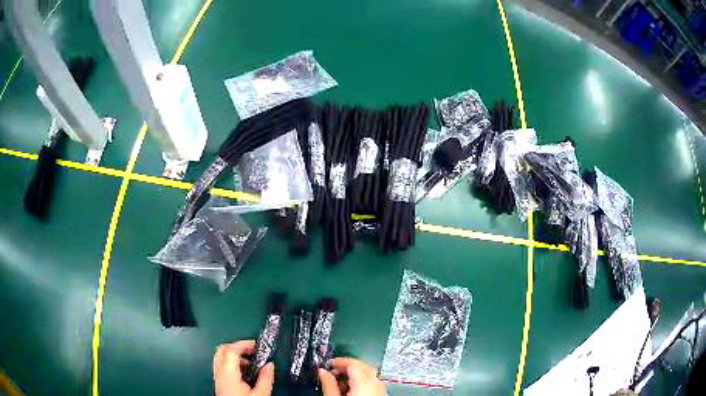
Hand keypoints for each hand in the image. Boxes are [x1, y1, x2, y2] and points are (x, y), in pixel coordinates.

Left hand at [213, 340, 273, 395]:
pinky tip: (244, 373)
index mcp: (228, 373)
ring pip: (220, 358)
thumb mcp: (261, 394)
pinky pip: (221, 367)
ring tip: (251, 363)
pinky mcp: (219, 384)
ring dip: (234, 356)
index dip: (243, 344)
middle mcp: (219, 373)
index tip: (257, 345)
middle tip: (252, 351)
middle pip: (222, 350)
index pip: (230, 349)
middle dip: (237, 347)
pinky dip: (232, 364)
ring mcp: (217, 378)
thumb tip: (270, 365)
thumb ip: (266, 378)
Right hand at [319, 358, 385, 395]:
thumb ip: (328, 384)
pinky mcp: (382, 394)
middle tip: (333, 371)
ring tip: (340, 382)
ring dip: (354, 375)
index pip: (353, 362)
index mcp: (364, 381)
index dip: (339, 361)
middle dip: (347, 367)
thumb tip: (322, 372)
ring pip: (369, 374)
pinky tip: (351, 389)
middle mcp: (376, 383)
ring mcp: (381, 389)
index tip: (329, 363)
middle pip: (362, 366)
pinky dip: (362, 382)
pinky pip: (373, 383)